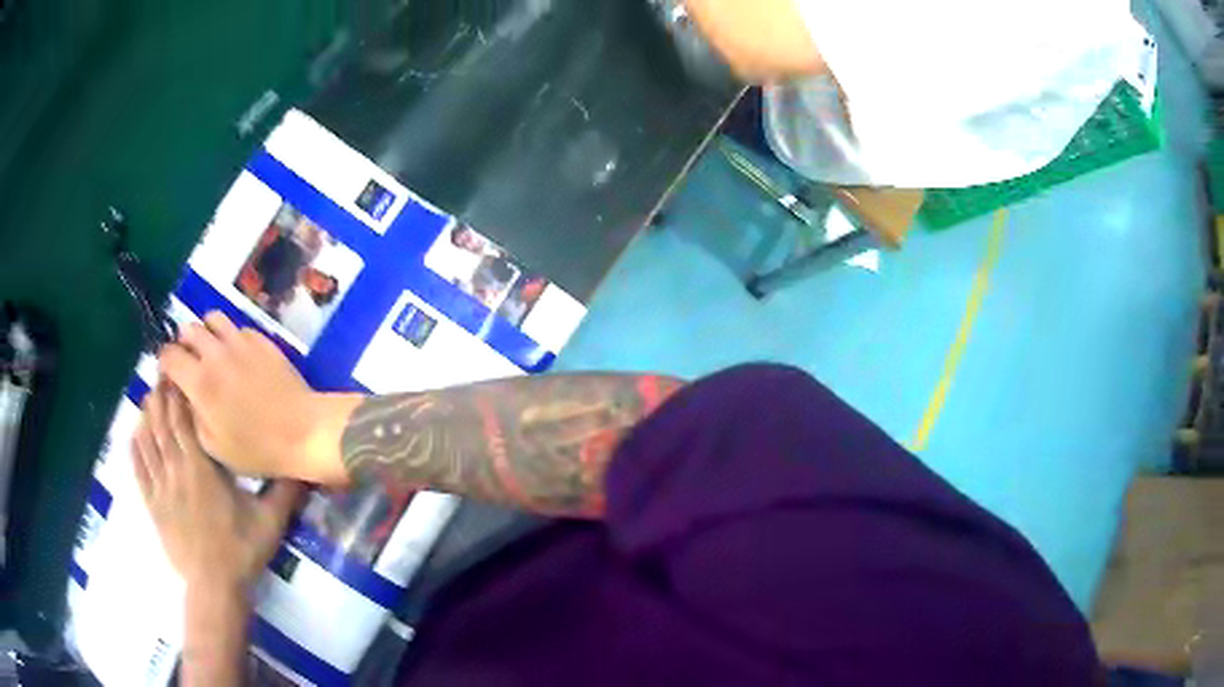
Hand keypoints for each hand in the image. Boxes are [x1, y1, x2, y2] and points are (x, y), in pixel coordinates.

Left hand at [132, 384, 302, 591]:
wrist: (215, 586)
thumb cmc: (241, 551)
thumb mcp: (269, 522)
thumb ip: (284, 491)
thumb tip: (303, 464)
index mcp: (202, 468)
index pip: (184, 419)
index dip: (179, 392)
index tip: (181, 372)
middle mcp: (176, 469)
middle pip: (162, 422)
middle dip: (162, 394)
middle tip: (164, 373)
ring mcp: (160, 486)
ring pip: (147, 439)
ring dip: (146, 414)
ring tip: (150, 394)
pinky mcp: (152, 503)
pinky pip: (138, 467)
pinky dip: (135, 445)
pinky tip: (135, 431)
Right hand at [158, 312, 357, 484]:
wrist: (303, 431)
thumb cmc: (256, 448)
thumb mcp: (213, 445)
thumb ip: (191, 415)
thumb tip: (182, 395)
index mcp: (199, 380)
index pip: (168, 355)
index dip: (164, 364)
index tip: (168, 376)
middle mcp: (215, 352)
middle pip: (188, 329)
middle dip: (183, 344)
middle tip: (189, 363)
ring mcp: (240, 341)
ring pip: (212, 318)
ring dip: (206, 332)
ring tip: (211, 353)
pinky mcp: (261, 339)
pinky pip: (237, 327)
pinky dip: (230, 337)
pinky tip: (237, 356)